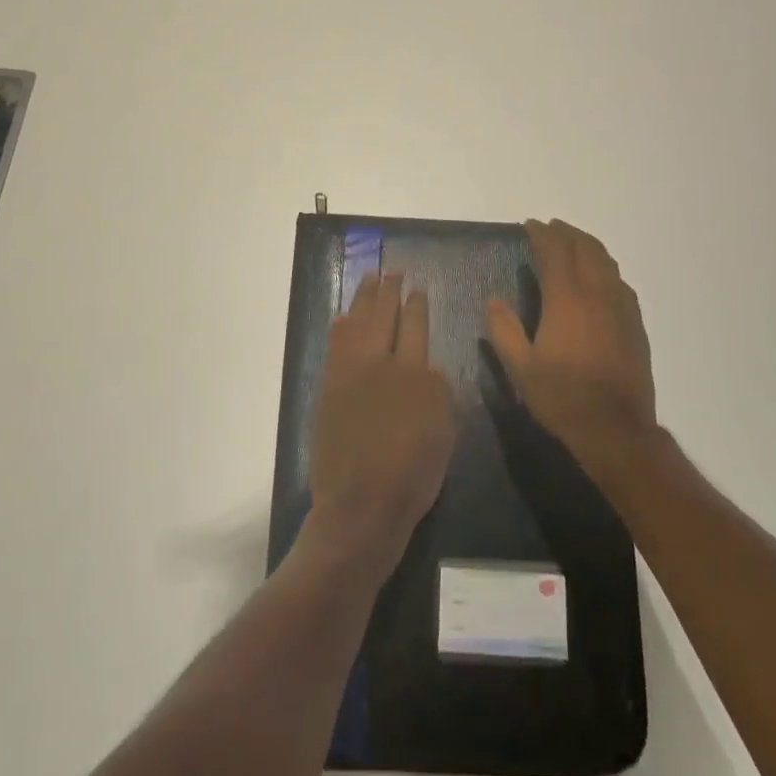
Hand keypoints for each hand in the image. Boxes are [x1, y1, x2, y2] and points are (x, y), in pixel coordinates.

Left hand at [306, 272, 454, 576]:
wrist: (361, 503)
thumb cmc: (413, 476)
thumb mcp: (445, 434)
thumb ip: (439, 393)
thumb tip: (429, 368)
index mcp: (417, 375)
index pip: (417, 326)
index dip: (417, 305)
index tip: (417, 288)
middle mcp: (382, 364)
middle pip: (384, 315)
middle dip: (389, 290)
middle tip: (392, 271)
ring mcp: (351, 373)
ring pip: (356, 322)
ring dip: (363, 298)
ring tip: (369, 279)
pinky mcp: (330, 386)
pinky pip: (335, 344)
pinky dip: (341, 325)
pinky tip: (343, 315)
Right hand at [486, 220, 658, 484]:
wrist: (615, 428)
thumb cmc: (562, 397)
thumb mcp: (521, 368)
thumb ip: (504, 330)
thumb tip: (493, 301)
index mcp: (567, 299)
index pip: (555, 252)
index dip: (542, 234)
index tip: (530, 225)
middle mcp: (597, 294)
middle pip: (585, 248)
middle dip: (567, 233)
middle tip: (550, 228)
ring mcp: (621, 308)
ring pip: (607, 262)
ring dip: (588, 246)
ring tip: (573, 244)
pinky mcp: (636, 324)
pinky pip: (620, 283)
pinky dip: (606, 269)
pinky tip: (600, 279)